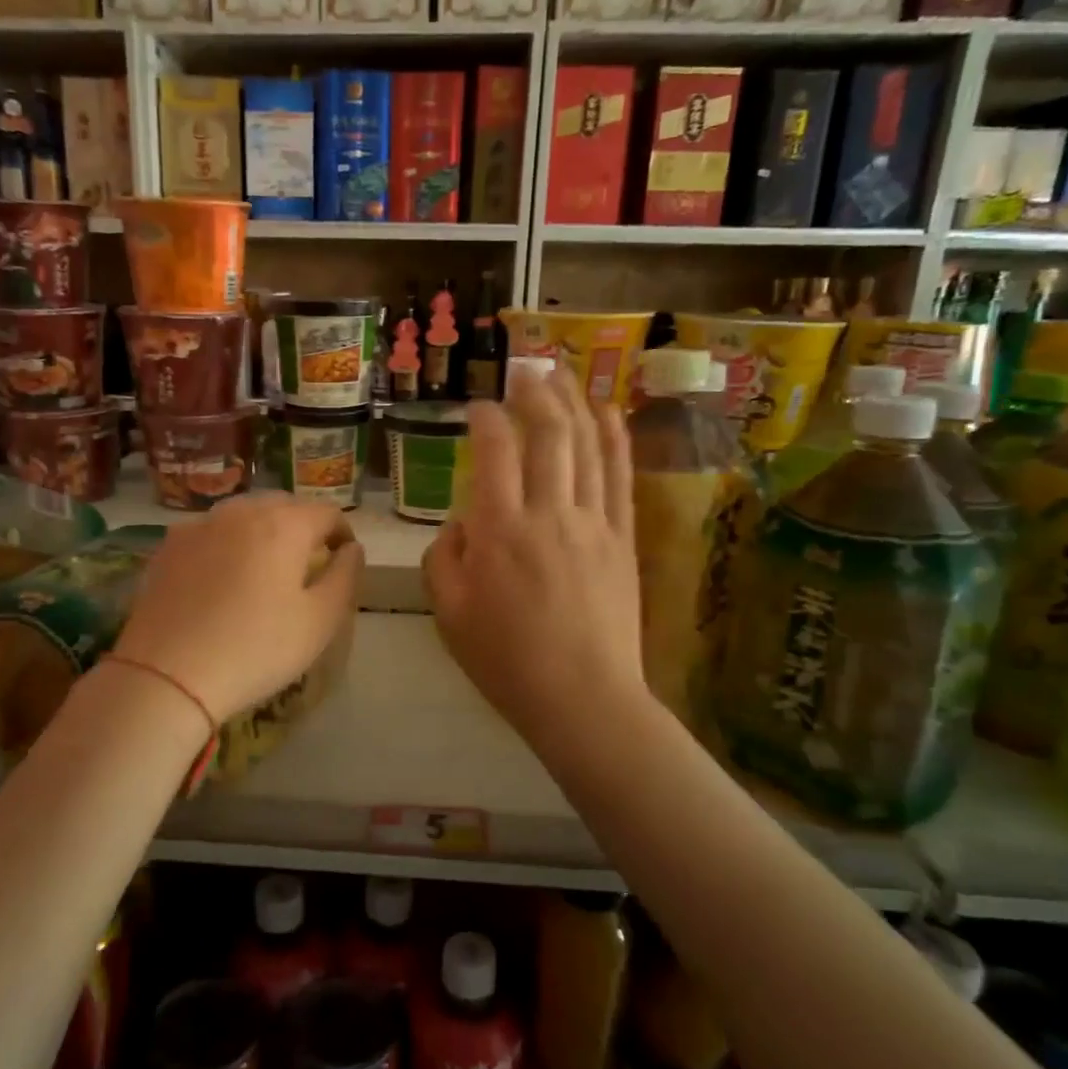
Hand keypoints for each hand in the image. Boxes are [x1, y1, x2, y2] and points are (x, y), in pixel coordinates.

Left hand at [114, 492, 362, 721]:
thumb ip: (345, 576)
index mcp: (283, 525)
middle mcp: (240, 512)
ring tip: (264, 566)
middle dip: (301, 526)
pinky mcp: (167, 547)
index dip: (342, 533)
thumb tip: (352, 549)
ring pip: (242, 514)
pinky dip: (226, 543)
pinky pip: (209, 532)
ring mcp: (198, 526)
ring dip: (262, 530)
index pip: (326, 512)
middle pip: (283, 505)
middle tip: (306, 562)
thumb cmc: (256, 649)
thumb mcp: (319, 621)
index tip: (343, 559)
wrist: (167, 676)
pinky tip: (221, 577)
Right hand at [423, 367, 646, 753]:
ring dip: (573, 402)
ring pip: (585, 445)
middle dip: (534, 394)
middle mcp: (548, 514)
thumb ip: (444, 558)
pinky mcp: (623, 538)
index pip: (493, 453)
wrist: (583, 698)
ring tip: (561, 374)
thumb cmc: (506, 661)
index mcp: (498, 532)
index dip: (485, 420)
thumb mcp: (448, 614)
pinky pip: (620, 476)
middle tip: (524, 370)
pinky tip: (608, 410)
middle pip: (546, 434)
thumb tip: (462, 524)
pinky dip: (614, 437)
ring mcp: (592, 522)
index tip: (478, 408)